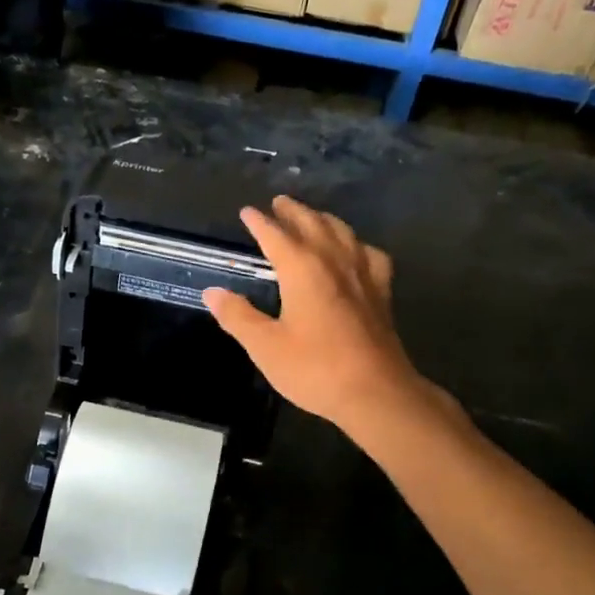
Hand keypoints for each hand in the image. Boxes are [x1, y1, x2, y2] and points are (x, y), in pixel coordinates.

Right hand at [204, 196, 424, 434]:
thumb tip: (212, 292)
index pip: (275, 235)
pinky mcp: (381, 292)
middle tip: (279, 203)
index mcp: (302, 269)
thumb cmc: (314, 368)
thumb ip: (237, 316)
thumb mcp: (265, 346)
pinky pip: (369, 254)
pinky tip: (355, 251)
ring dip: (323, 219)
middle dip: (292, 211)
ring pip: (342, 232)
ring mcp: (363, 274)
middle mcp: (333, 261)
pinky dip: (356, 244)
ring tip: (312, 217)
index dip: (259, 222)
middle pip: (312, 224)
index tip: (247, 212)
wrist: (374, 392)